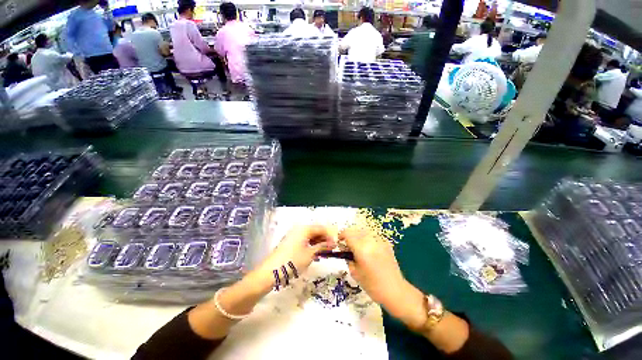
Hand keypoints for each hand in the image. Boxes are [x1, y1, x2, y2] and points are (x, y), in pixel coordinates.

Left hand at [252, 225, 336, 290]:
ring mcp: (293, 235)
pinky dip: (311, 246)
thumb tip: (333, 243)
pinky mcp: (290, 242)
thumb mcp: (310, 254)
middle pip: (315, 231)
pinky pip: (304, 240)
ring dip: (318, 243)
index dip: (330, 236)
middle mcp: (299, 229)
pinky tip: (314, 253)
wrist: (271, 272)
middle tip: (331, 250)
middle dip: (324, 239)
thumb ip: (322, 247)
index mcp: (304, 229)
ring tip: (324, 253)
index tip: (336, 245)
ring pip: (310, 236)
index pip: (321, 228)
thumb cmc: (292, 261)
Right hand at [339, 226, 407, 310]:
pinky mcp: (386, 243)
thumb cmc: (373, 286)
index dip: (341, 235)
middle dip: (349, 235)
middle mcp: (371, 241)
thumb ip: (348, 259)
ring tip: (357, 245)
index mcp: (362, 249)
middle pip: (356, 230)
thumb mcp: (355, 273)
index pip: (348, 234)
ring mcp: (380, 241)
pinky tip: (368, 248)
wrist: (395, 291)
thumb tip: (346, 250)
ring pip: (364, 231)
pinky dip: (367, 238)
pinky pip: (373, 236)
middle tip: (347, 244)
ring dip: (358, 235)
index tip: (339, 241)